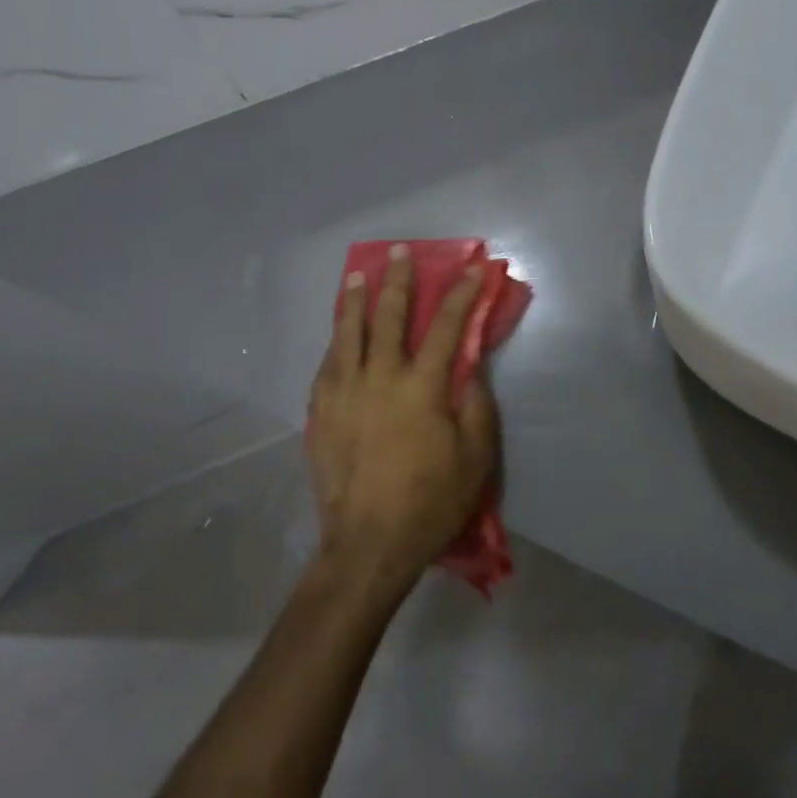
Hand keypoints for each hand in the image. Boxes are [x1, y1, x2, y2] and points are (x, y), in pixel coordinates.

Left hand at [308, 246, 499, 590]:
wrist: (369, 544)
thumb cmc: (431, 500)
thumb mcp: (475, 456)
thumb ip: (476, 404)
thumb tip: (471, 367)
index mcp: (421, 387)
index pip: (447, 326)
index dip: (462, 293)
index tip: (472, 268)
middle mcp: (379, 378)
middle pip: (388, 317)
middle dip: (398, 281)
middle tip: (399, 252)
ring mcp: (343, 393)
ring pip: (348, 334)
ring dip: (356, 301)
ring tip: (358, 276)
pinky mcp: (320, 414)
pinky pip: (327, 365)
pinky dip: (336, 342)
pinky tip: (338, 335)